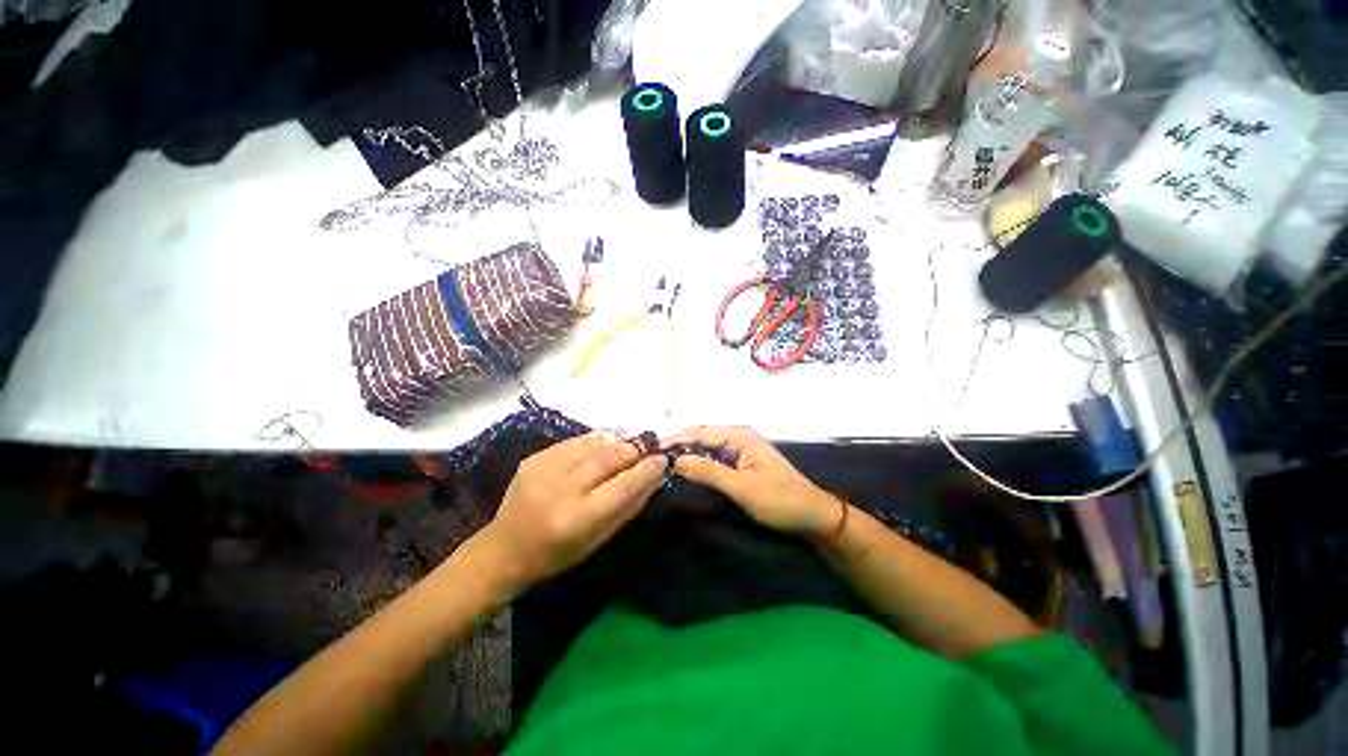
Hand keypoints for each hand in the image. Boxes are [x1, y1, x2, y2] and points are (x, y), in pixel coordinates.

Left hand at [472, 432, 666, 594]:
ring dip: (618, 442)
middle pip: (608, 459)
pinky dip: (597, 438)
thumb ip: (629, 506)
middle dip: (634, 450)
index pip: (623, 485)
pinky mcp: (535, 458)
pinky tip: (610, 438)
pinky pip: (575, 441)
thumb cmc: (557, 554)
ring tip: (632, 442)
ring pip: (593, 445)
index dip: (646, 469)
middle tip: (650, 448)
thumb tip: (655, 477)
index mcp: (578, 519)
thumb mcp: (599, 539)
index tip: (662, 460)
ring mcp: (545, 469)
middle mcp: (561, 489)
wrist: (504, 549)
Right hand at [665, 426, 840, 536]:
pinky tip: (688, 472)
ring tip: (665, 465)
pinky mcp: (742, 464)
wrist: (812, 516)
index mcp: (740, 435)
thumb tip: (676, 460)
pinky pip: (716, 460)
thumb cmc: (779, 499)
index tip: (653, 450)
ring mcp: (741, 451)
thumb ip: (708, 471)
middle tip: (655, 459)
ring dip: (689, 456)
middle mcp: (739, 437)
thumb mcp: (741, 487)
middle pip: (702, 437)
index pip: (700, 431)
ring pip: (708, 449)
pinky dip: (701, 465)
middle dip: (680, 446)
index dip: (676, 439)